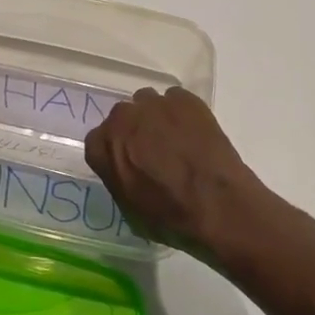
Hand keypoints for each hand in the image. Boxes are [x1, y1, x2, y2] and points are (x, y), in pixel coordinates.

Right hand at [85, 87, 281, 260]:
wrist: (217, 204)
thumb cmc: (170, 216)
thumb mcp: (129, 207)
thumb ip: (118, 177)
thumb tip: (125, 167)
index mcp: (104, 146)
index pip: (97, 141)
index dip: (114, 152)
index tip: (127, 163)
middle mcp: (123, 118)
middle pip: (122, 117)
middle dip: (133, 131)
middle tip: (152, 151)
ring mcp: (154, 104)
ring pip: (147, 103)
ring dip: (155, 117)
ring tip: (175, 138)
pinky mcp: (184, 99)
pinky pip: (175, 100)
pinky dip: (181, 112)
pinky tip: (194, 132)